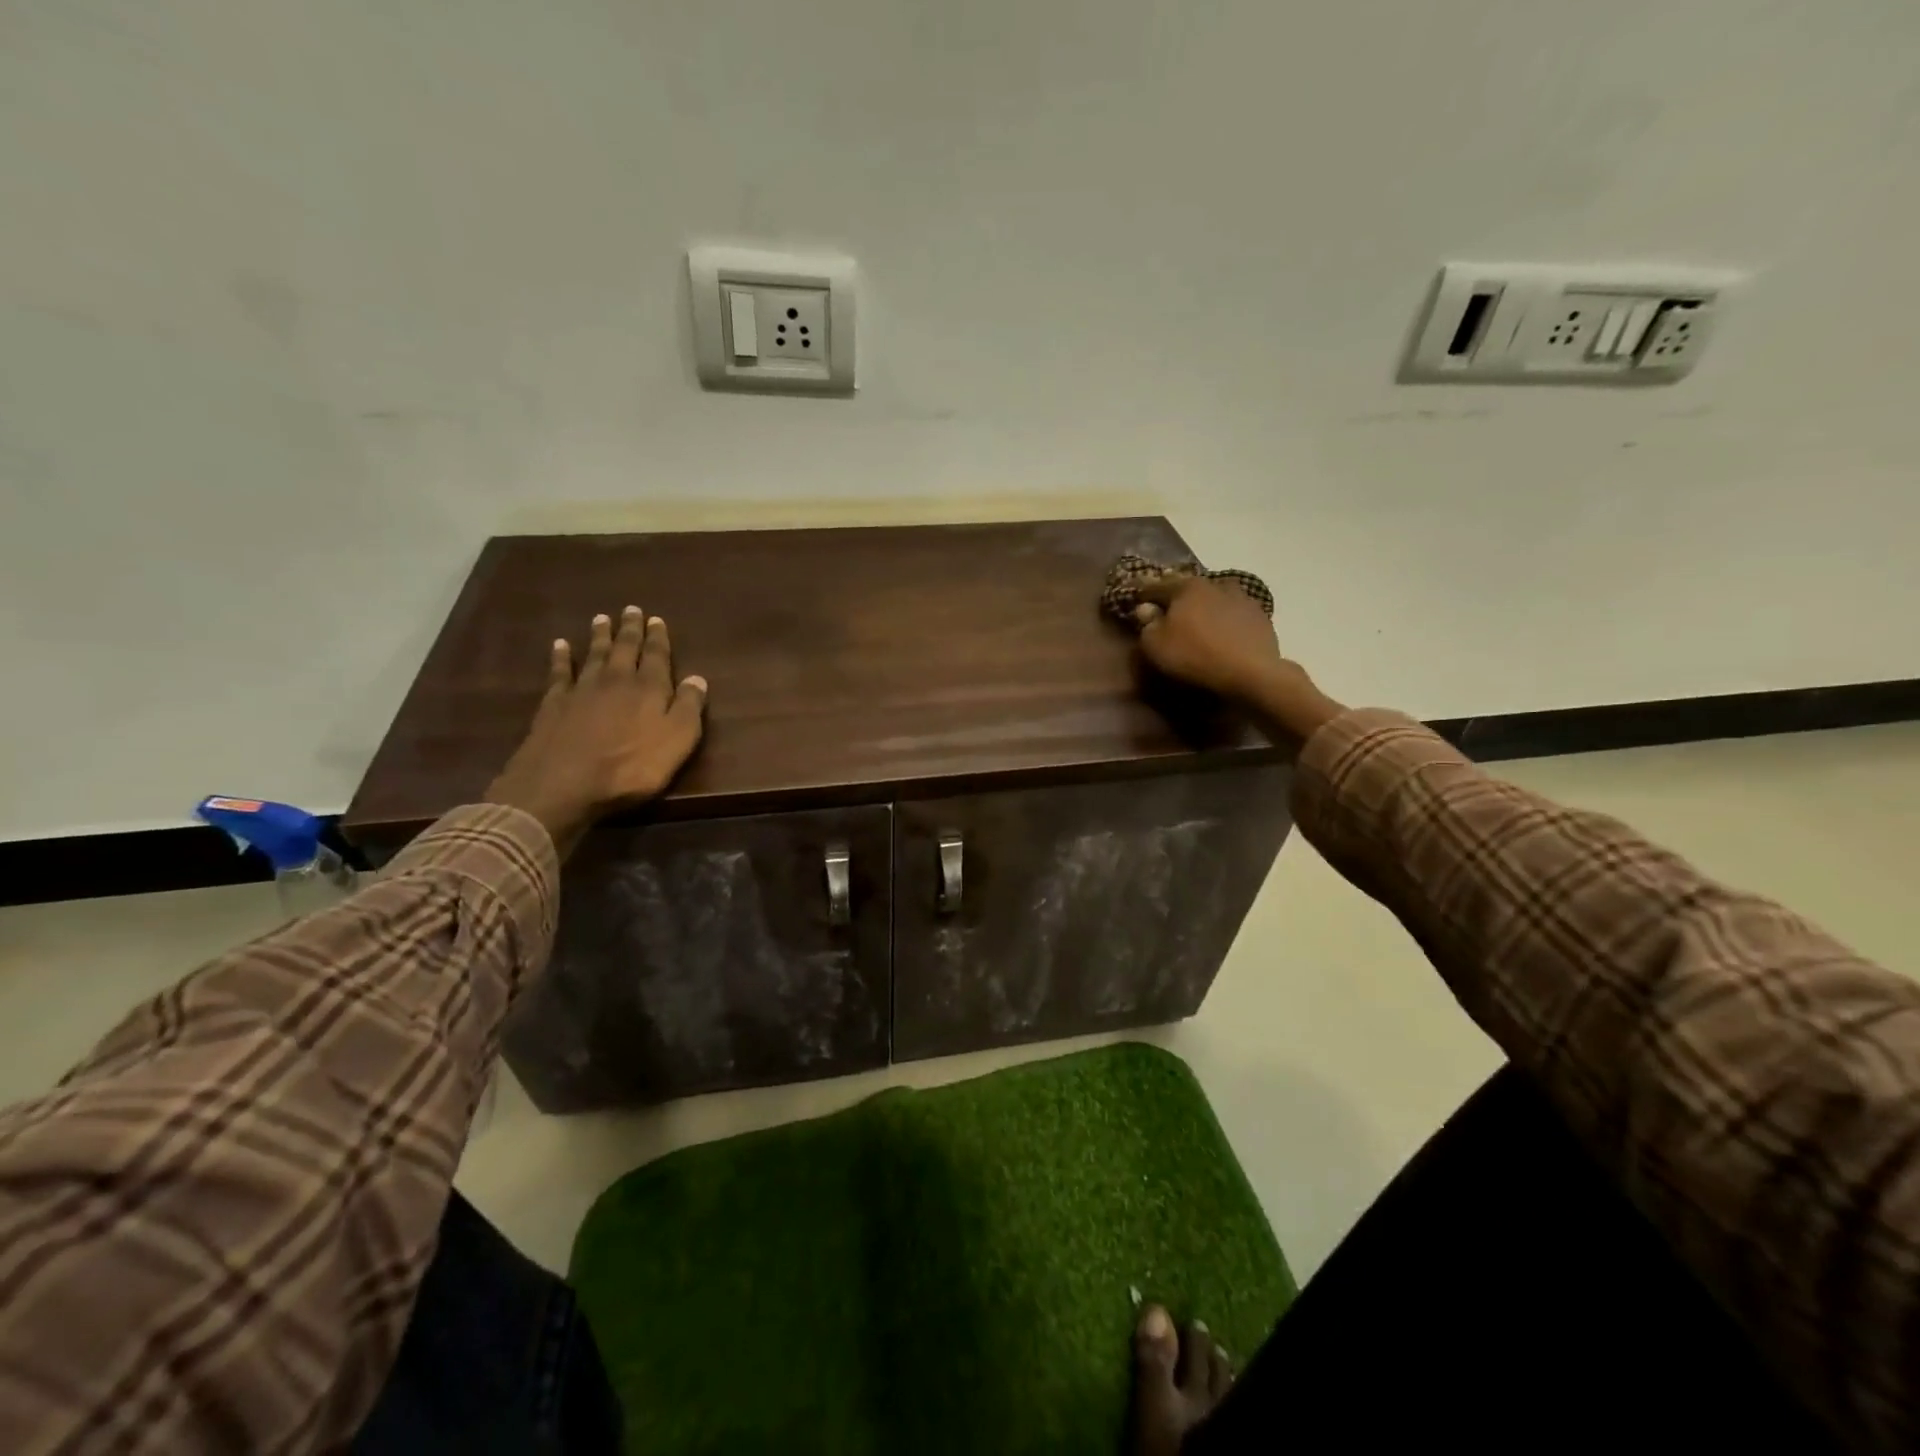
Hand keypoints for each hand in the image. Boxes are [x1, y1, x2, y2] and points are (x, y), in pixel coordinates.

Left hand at [486, 606, 707, 854]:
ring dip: (600, 636)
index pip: (657, 656)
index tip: (657, 620)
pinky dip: (561, 657)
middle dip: (630, 630)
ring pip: (594, 654)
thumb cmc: (631, 767)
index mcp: (650, 688)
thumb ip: (689, 708)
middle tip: (631, 610)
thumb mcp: (677, 741)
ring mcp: (582, 689)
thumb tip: (698, 678)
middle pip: (625, 648)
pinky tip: (560, 645)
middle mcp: (617, 680)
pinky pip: (560, 672)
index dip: (658, 638)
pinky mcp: (554, 703)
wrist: (564, 784)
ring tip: (602, 618)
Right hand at [1133, 575, 1342, 739]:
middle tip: (1170, 615)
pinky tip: (1224, 637)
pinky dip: (1227, 622)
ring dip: (1207, 609)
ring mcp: (1243, 599)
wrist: (1250, 672)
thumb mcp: (1156, 645)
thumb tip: (1146, 609)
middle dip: (1178, 600)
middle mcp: (1215, 584)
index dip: (1144, 596)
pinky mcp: (1261, 618)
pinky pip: (1236, 616)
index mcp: (1186, 587)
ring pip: (1216, 600)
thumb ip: (1148, 624)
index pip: (1157, 586)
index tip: (1137, 604)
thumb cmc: (1194, 655)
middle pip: (1190, 590)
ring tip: (1201, 626)